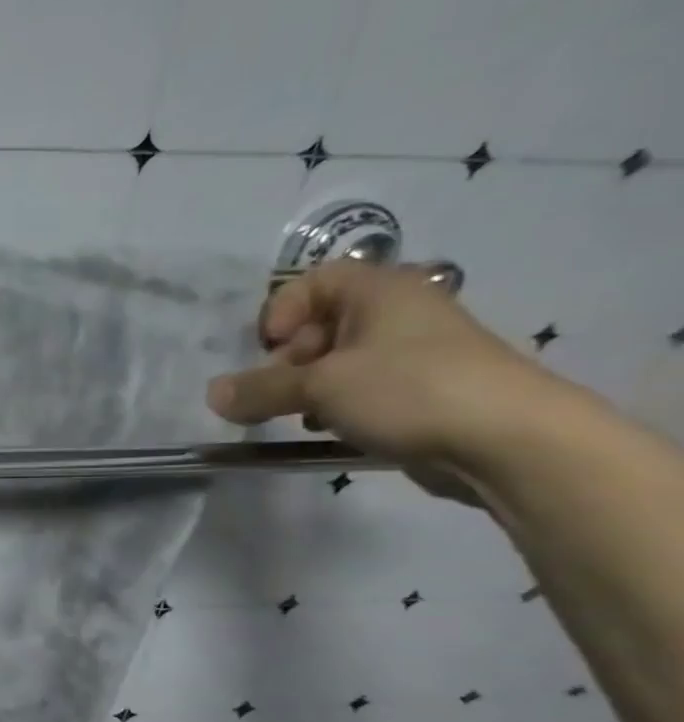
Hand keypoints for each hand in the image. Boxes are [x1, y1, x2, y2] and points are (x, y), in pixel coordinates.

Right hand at [205, 263, 569, 497]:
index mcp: (380, 292)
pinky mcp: (421, 392)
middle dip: (288, 360)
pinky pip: (362, 389)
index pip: (315, 281)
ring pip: (338, 362)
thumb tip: (212, 395)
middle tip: (277, 392)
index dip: (282, 310)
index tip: (269, 348)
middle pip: (320, 325)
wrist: (509, 440)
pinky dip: (337, 407)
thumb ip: (259, 389)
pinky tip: (333, 431)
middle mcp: (398, 314)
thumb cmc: (408, 390)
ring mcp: (413, 355)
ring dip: (308, 389)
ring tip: (303, 417)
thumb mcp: (320, 387)